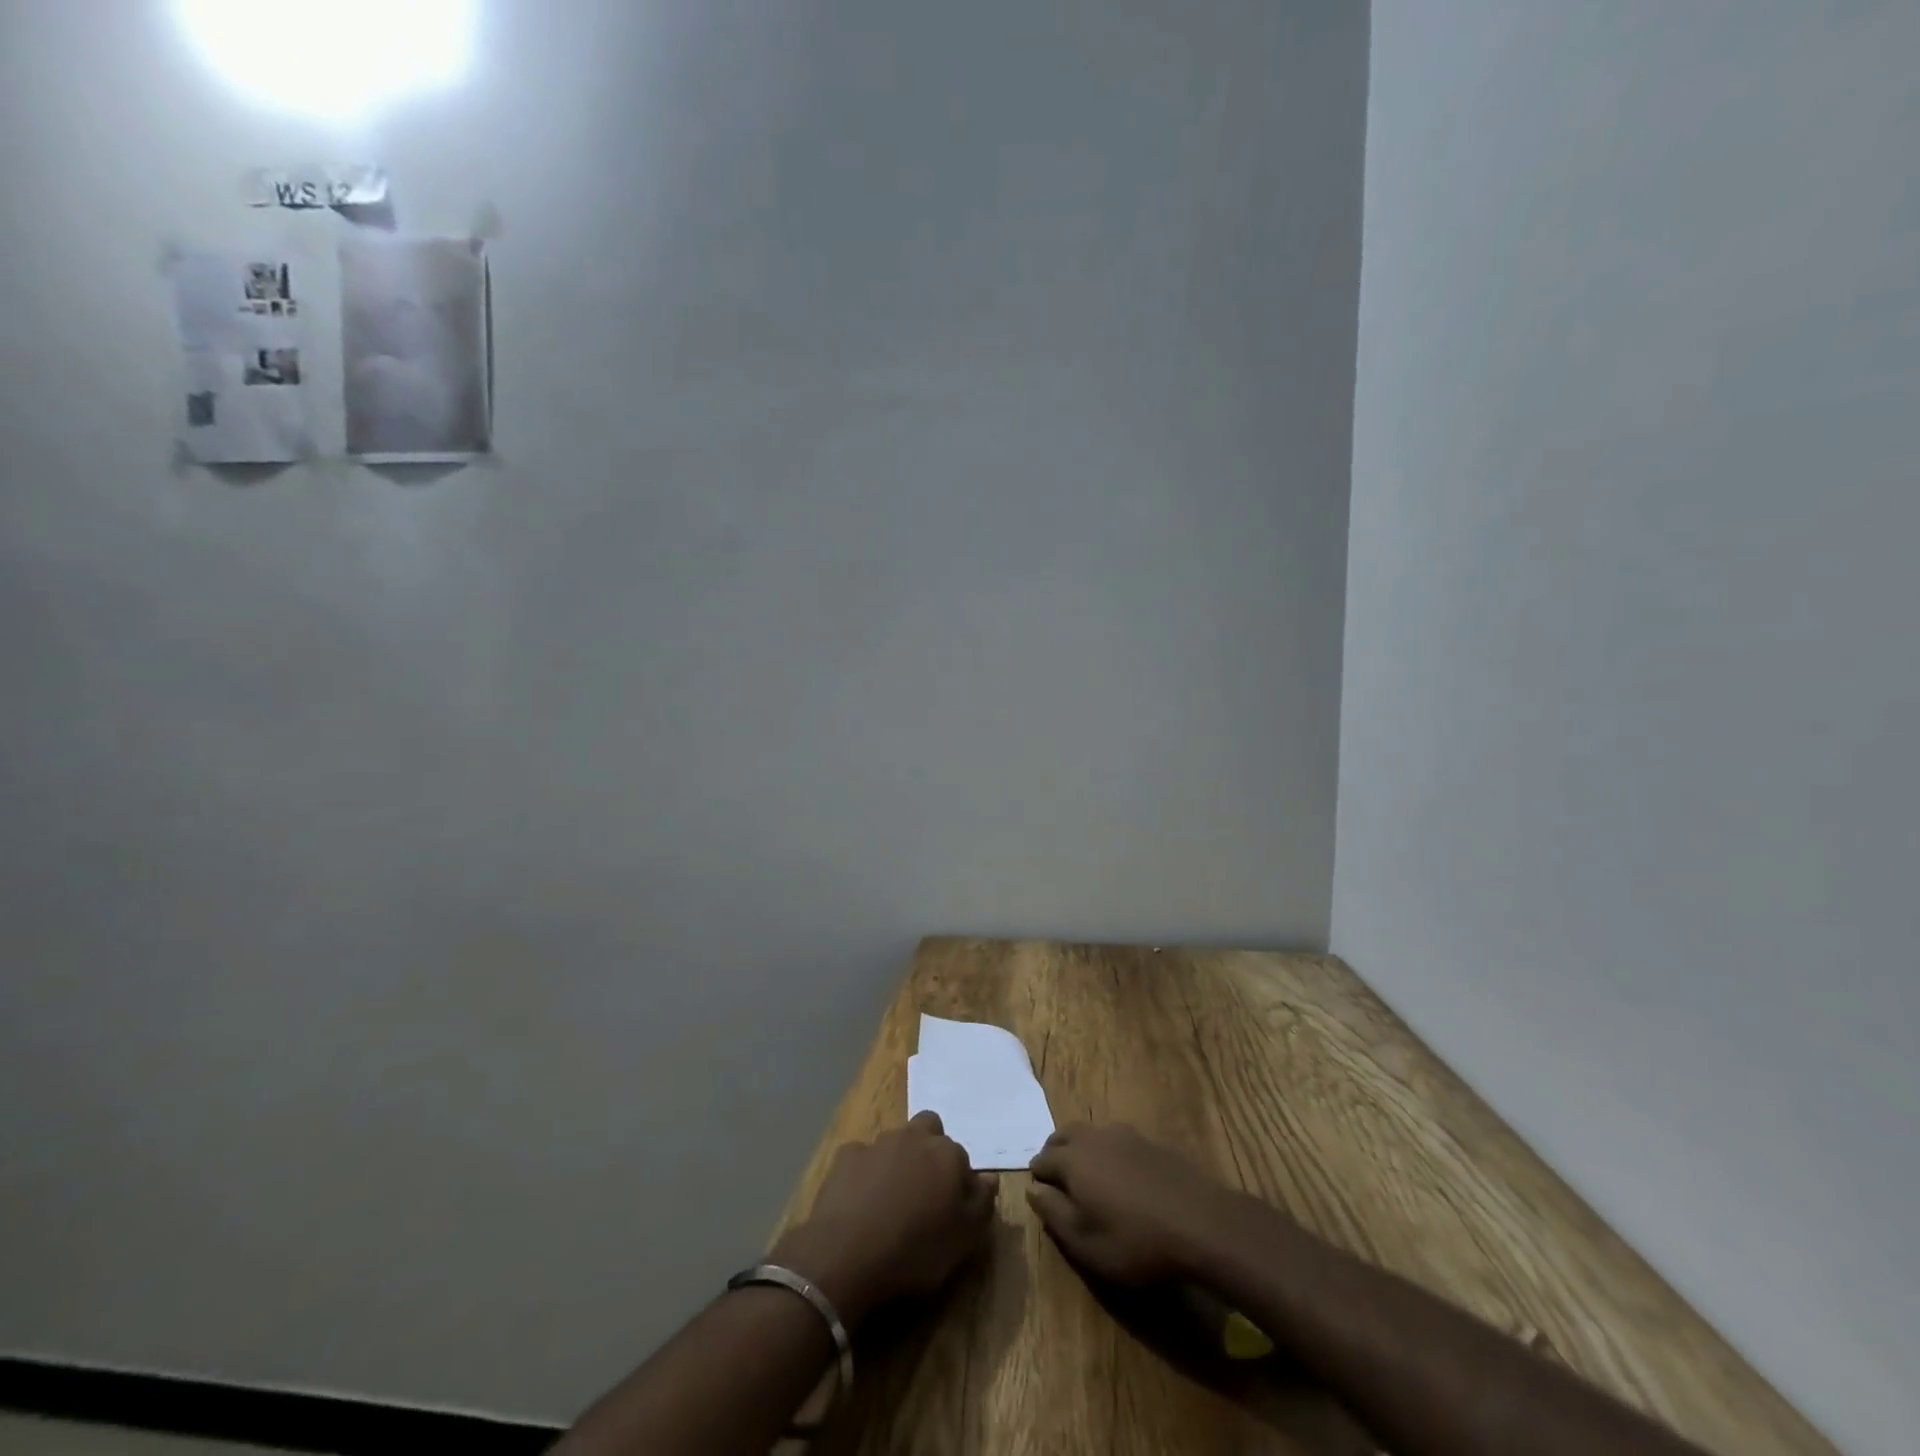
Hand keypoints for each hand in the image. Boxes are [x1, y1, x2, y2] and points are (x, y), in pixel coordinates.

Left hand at [770, 1111, 997, 1327]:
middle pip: (929, 1129)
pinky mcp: (847, 1156)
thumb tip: (989, 1178)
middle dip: (928, 1150)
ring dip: (897, 1161)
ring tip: (890, 1200)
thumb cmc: (915, 1250)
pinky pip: (862, 1158)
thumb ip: (981, 1203)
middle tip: (923, 1190)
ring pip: (895, 1141)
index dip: (958, 1181)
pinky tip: (859, 1201)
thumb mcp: (964, 1240)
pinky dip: (864, 1173)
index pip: (962, 1158)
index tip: (951, 1208)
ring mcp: (878, 1143)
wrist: (847, 1254)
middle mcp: (915, 1137)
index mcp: (948, 1154)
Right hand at [1027, 1123, 1239, 1285]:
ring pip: (1090, 1133)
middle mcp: (1094, 1138)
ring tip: (1087, 1175)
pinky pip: (1115, 1139)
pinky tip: (1119, 1174)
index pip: (1042, 1160)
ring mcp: (1124, 1135)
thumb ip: (1054, 1214)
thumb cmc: (1135, 1241)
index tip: (1039, 1192)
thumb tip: (1033, 1191)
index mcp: (1073, 1160)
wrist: (1200, 1223)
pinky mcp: (1149, 1141)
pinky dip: (1106, 1150)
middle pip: (1063, 1136)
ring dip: (1080, 1148)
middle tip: (1057, 1178)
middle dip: (1055, 1152)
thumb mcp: (1086, 1243)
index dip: (1037, 1176)